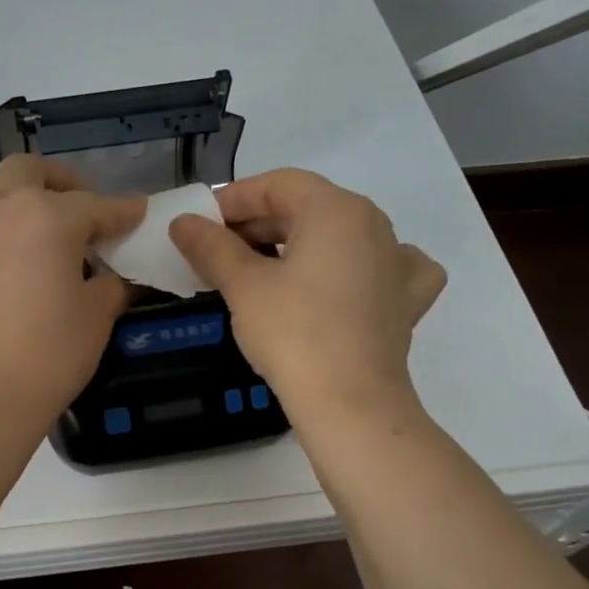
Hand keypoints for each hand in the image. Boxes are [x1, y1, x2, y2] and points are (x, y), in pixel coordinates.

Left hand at [0, 157, 144, 437]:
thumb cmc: (46, 356)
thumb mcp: (96, 318)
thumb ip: (111, 284)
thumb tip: (113, 276)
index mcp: (45, 216)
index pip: (97, 204)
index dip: (125, 211)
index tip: (141, 214)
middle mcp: (0, 212)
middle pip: (31, 171)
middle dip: (64, 182)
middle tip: (87, 213)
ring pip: (0, 197)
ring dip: (30, 205)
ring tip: (55, 246)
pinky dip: (7, 234)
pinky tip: (22, 273)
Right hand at [168, 168, 445, 419]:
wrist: (351, 403)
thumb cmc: (293, 333)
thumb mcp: (243, 285)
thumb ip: (211, 246)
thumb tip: (182, 222)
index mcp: (336, 209)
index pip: (278, 184)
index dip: (234, 199)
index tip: (201, 223)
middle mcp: (375, 224)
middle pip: (309, 208)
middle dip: (260, 224)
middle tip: (219, 251)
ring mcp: (397, 262)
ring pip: (341, 237)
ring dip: (299, 245)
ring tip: (264, 271)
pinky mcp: (406, 301)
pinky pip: (381, 268)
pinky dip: (357, 270)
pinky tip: (344, 285)